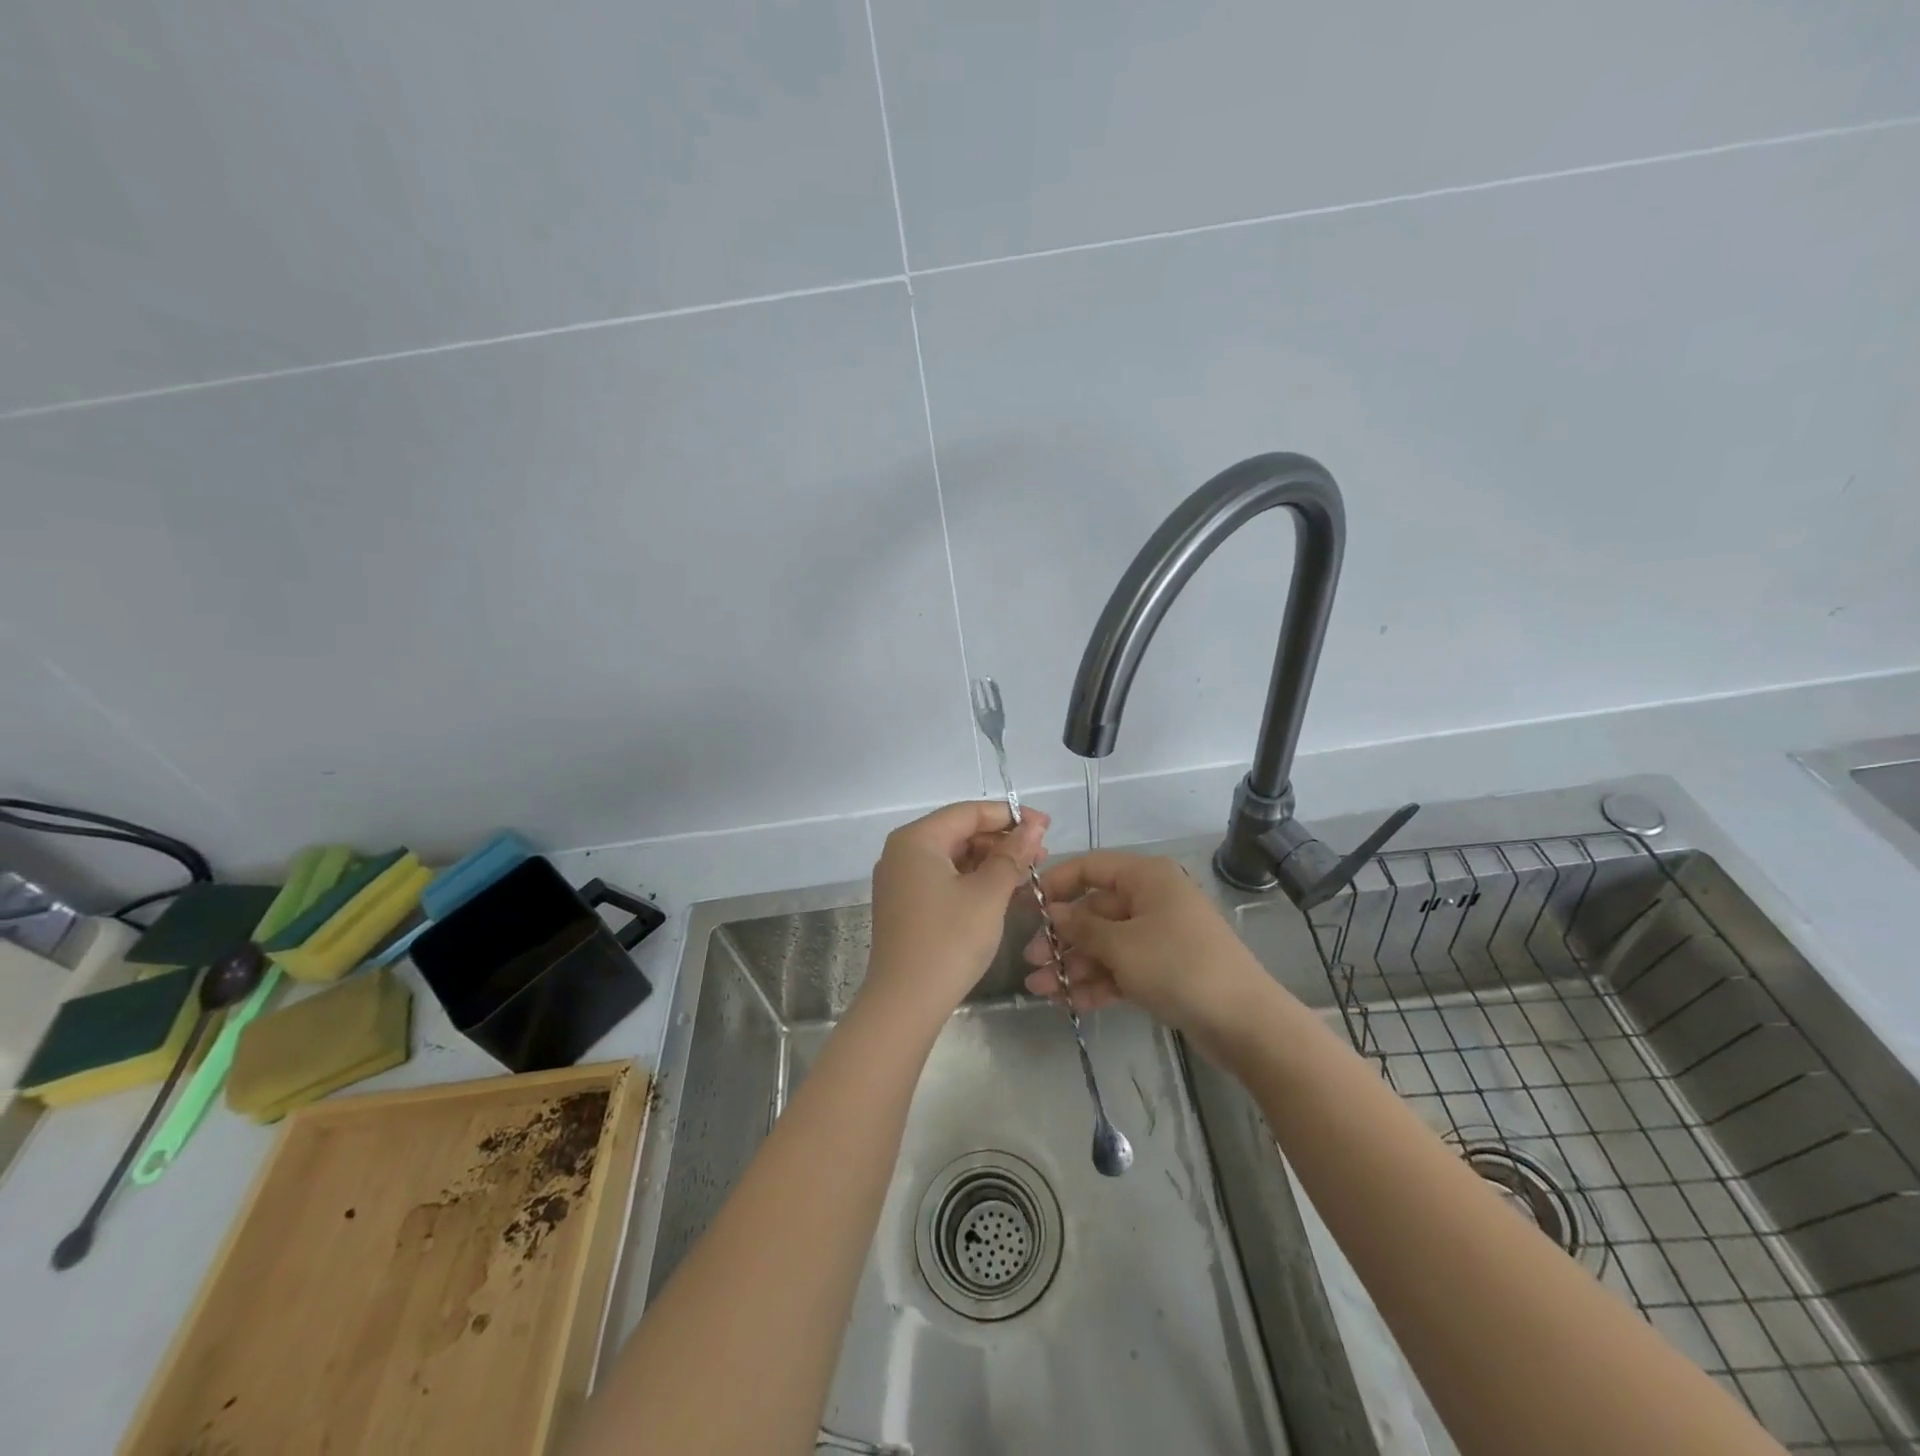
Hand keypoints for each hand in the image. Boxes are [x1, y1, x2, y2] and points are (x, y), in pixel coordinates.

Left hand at [864, 801, 1048, 1030]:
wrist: (905, 1003)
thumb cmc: (949, 940)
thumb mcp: (988, 894)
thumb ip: (1012, 855)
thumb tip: (1034, 824)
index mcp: (916, 839)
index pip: (969, 812)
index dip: (1010, 816)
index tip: (1046, 825)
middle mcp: (902, 852)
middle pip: (960, 832)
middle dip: (1002, 840)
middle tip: (1042, 854)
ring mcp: (901, 880)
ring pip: (954, 857)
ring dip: (991, 862)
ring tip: (1028, 874)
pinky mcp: (906, 905)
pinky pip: (944, 879)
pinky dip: (974, 881)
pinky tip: (1004, 892)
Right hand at [1021, 851, 1278, 1038]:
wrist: (1244, 1021)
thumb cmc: (1178, 966)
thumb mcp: (1121, 945)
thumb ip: (1081, 927)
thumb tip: (1052, 913)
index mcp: (1145, 878)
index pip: (1090, 868)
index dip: (1055, 884)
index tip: (1025, 907)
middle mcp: (1151, 900)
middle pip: (1094, 911)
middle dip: (1060, 937)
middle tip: (1030, 961)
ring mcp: (1158, 936)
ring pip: (1104, 944)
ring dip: (1072, 965)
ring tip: (1038, 989)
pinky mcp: (1163, 969)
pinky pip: (1120, 968)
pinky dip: (1096, 982)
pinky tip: (1068, 1002)